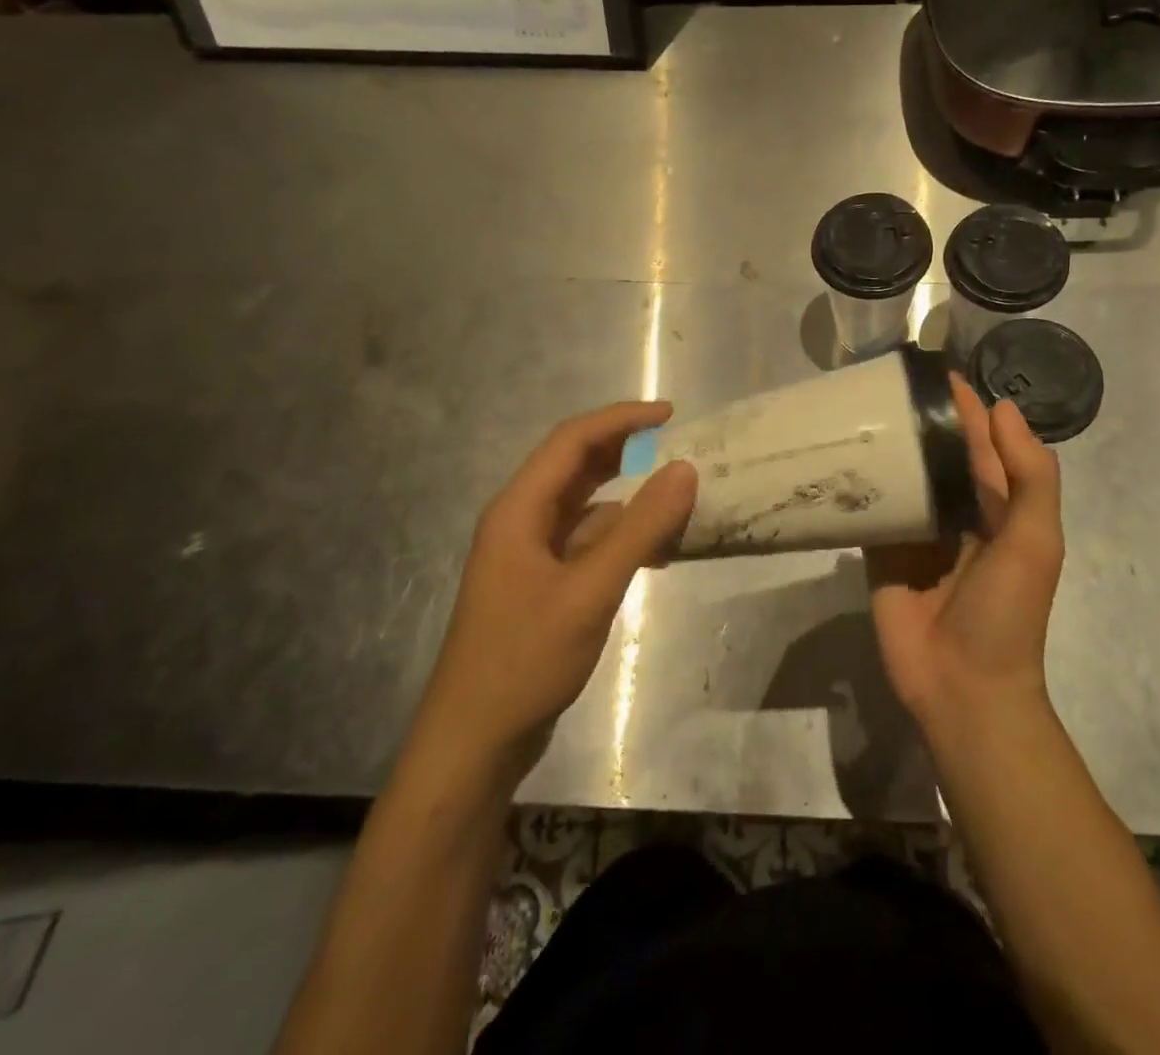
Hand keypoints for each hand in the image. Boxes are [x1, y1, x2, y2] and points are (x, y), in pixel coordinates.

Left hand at [418, 402, 697, 767]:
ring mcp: (531, 555)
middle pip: (577, 467)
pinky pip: (589, 543)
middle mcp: (522, 522)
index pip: (572, 441)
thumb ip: (640, 528)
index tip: (671, 415)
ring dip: (630, 500)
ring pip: (587, 507)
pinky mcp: (543, 584)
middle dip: (627, 452)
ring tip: (679, 503)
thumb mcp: (590, 591)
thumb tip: (685, 469)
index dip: (621, 419)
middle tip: (680, 449)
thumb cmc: (524, 660)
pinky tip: (658, 556)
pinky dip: (623, 539)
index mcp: (519, 509)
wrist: (474, 744)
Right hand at [866, 378, 1063, 739]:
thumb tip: (1003, 408)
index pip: (980, 442)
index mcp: (997, 506)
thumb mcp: (1034, 540)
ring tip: (850, 408)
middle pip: (935, 454)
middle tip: (878, 380)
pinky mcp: (880, 555)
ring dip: (883, 447)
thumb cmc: (1006, 613)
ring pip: (900, 478)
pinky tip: (833, 457)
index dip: (963, 406)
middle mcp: (956, 512)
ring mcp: (915, 533)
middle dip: (915, 420)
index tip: (931, 368)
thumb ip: (1029, 475)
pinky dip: (857, 486)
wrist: (962, 690)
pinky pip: (869, 512)